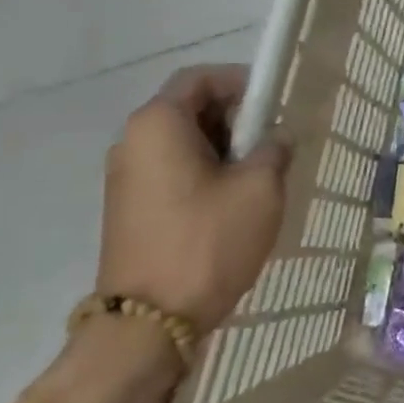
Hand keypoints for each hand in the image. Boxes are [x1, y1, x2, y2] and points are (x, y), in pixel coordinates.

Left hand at [99, 65, 291, 332]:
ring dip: (224, 148)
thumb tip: (277, 137)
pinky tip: (234, 201)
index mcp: (158, 124)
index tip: (275, 104)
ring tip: (260, 174)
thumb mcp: (260, 188)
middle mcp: (132, 142)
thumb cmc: (207, 242)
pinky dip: (205, 172)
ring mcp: (126, 178)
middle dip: (236, 117)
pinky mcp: (129, 208)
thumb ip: (275, 148)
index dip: (241, 82)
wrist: (148, 325)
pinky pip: (172, 170)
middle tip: (274, 141)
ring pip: (184, 142)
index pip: (200, 78)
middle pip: (190, 107)